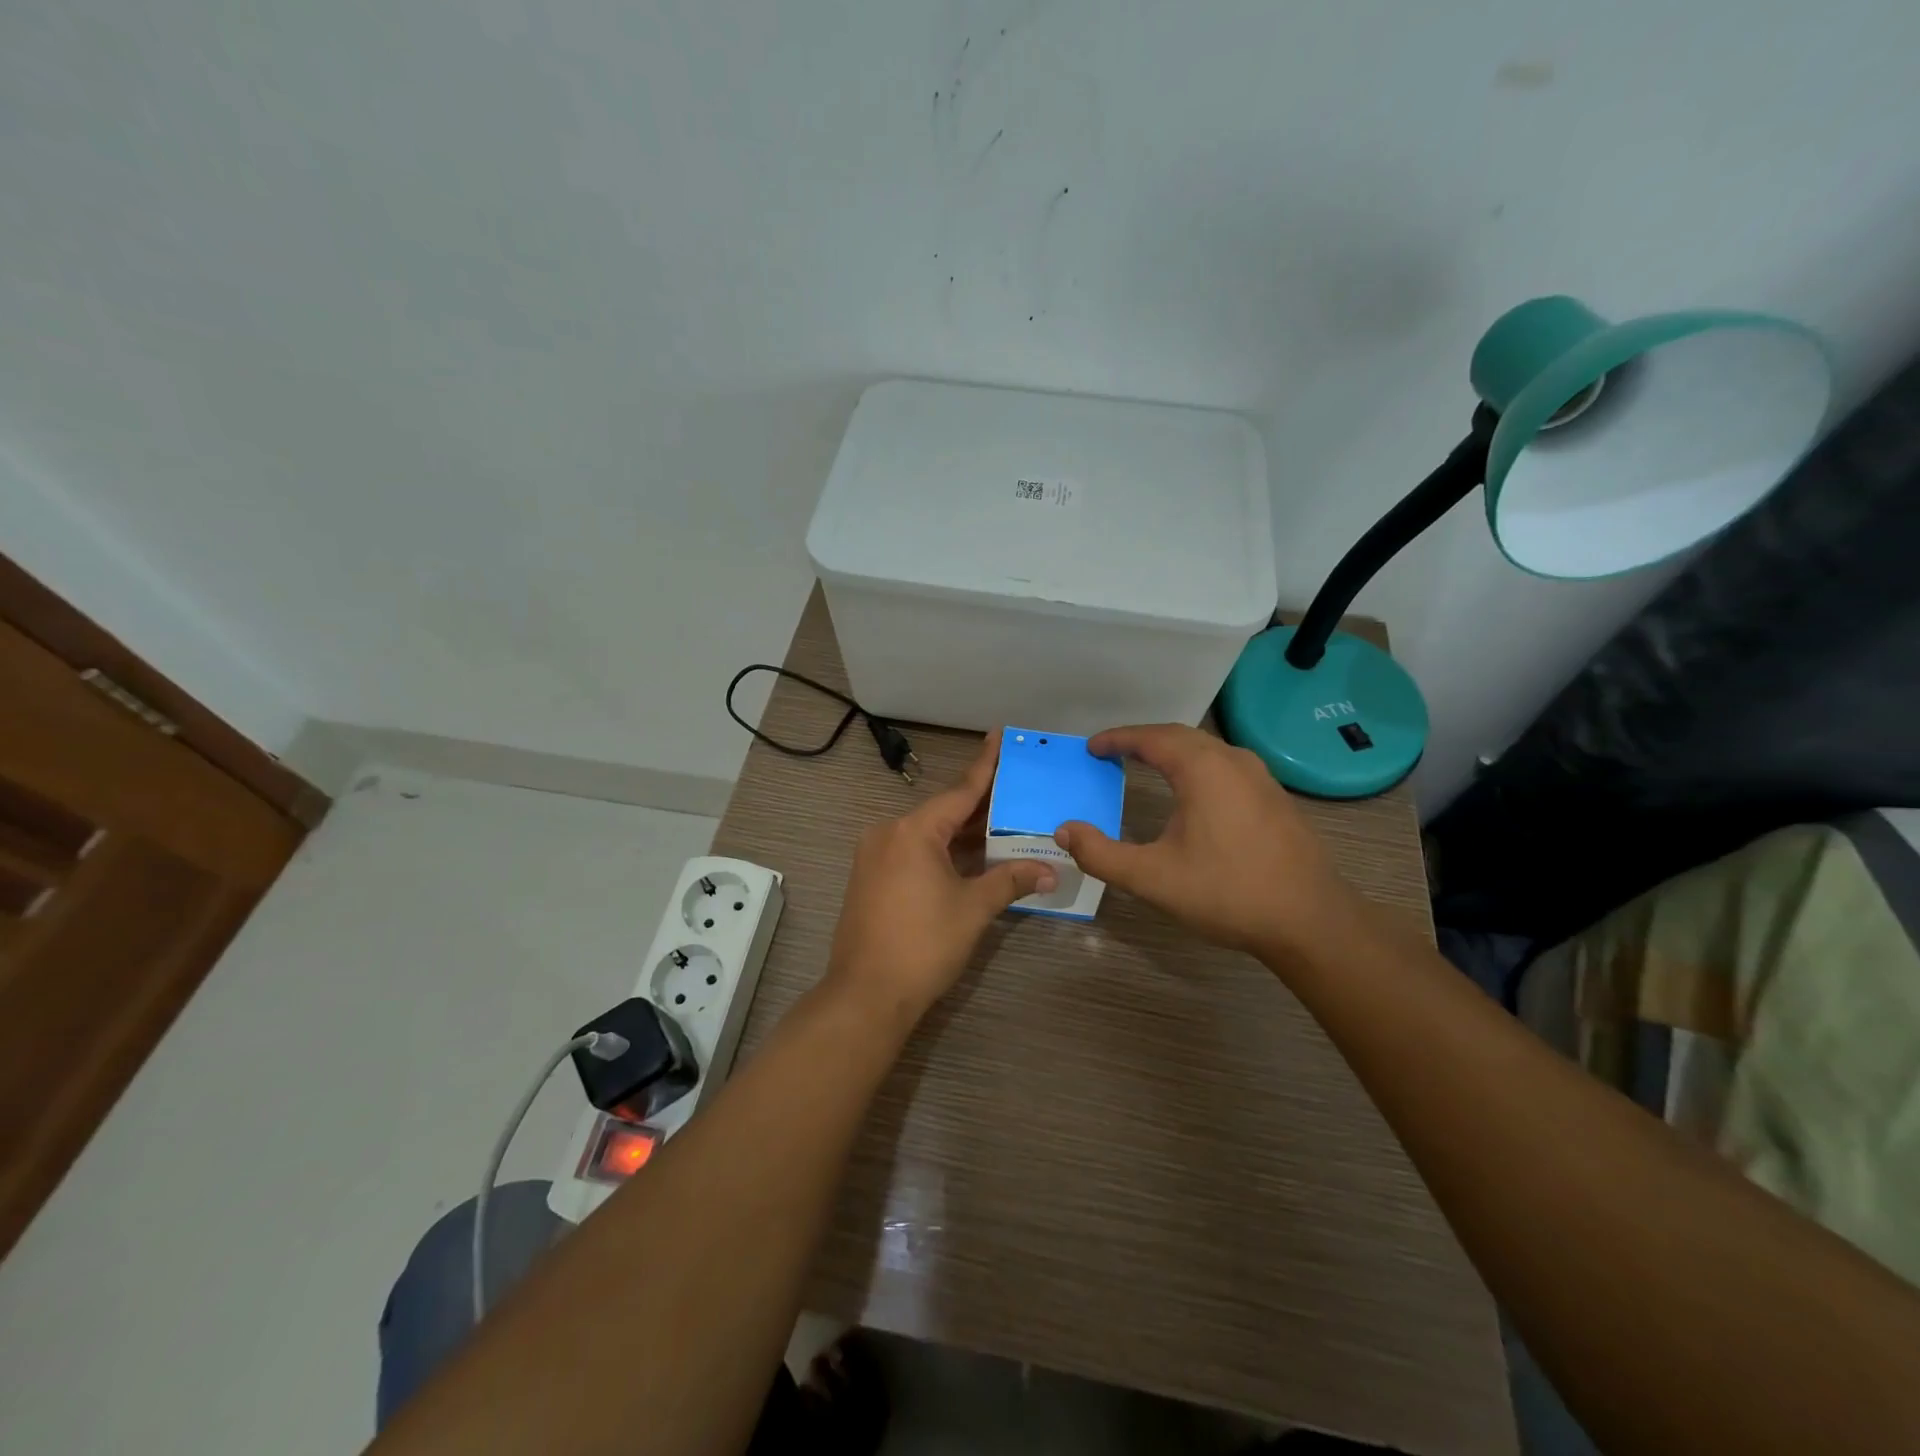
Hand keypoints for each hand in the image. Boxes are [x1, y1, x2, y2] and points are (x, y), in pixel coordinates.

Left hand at [826, 734, 1056, 1023]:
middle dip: (980, 806)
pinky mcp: (869, 879)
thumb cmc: (923, 944)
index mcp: (913, 831)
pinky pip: (913, 853)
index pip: (960, 791)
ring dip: (962, 834)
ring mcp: (874, 856)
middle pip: (943, 812)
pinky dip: (942, 852)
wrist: (866, 994)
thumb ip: (1011, 880)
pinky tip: (970, 857)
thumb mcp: (973, 908)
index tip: (999, 735)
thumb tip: (1050, 871)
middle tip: (1016, 789)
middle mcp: (889, 833)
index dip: (985, 765)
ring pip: (928, 835)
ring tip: (1002, 824)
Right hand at [1055, 724, 1358, 961]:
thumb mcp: (1152, 878)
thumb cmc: (1227, 893)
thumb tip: (1065, 831)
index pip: (1151, 738)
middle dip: (1143, 740)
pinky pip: (1226, 766)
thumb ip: (1101, 854)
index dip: (1118, 739)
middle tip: (1113, 752)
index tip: (1092, 747)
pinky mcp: (1275, 798)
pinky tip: (1192, 792)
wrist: (1311, 921)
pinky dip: (1197, 766)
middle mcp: (1233, 761)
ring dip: (1173, 751)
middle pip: (1180, 737)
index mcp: (1203, 769)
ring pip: (1207, 749)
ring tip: (1146, 764)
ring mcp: (1261, 778)